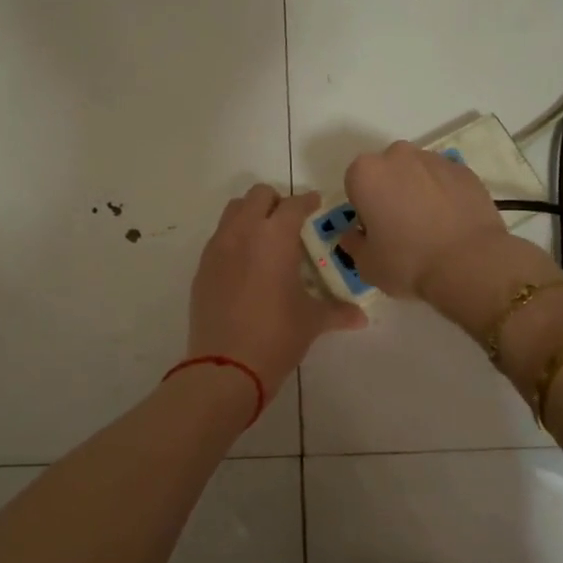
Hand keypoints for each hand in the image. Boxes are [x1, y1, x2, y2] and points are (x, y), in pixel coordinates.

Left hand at [187, 184, 368, 394]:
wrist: (225, 366)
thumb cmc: (277, 336)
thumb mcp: (312, 321)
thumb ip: (338, 311)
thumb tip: (360, 317)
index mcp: (275, 237)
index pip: (294, 205)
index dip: (307, 201)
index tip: (315, 204)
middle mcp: (243, 232)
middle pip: (258, 196)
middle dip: (276, 201)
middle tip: (290, 220)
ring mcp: (218, 248)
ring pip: (233, 211)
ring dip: (251, 214)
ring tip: (265, 237)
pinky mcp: (202, 268)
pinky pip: (219, 237)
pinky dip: (234, 238)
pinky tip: (246, 263)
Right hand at [339, 142, 513, 299]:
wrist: (470, 264)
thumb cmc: (408, 262)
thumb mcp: (366, 264)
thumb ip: (353, 244)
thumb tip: (355, 235)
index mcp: (366, 172)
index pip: (355, 185)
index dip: (363, 208)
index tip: (375, 231)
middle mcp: (398, 155)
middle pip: (386, 172)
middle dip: (389, 192)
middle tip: (401, 227)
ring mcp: (435, 159)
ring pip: (417, 173)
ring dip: (417, 191)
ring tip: (431, 228)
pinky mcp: (465, 170)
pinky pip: (444, 180)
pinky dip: (444, 195)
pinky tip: (451, 223)